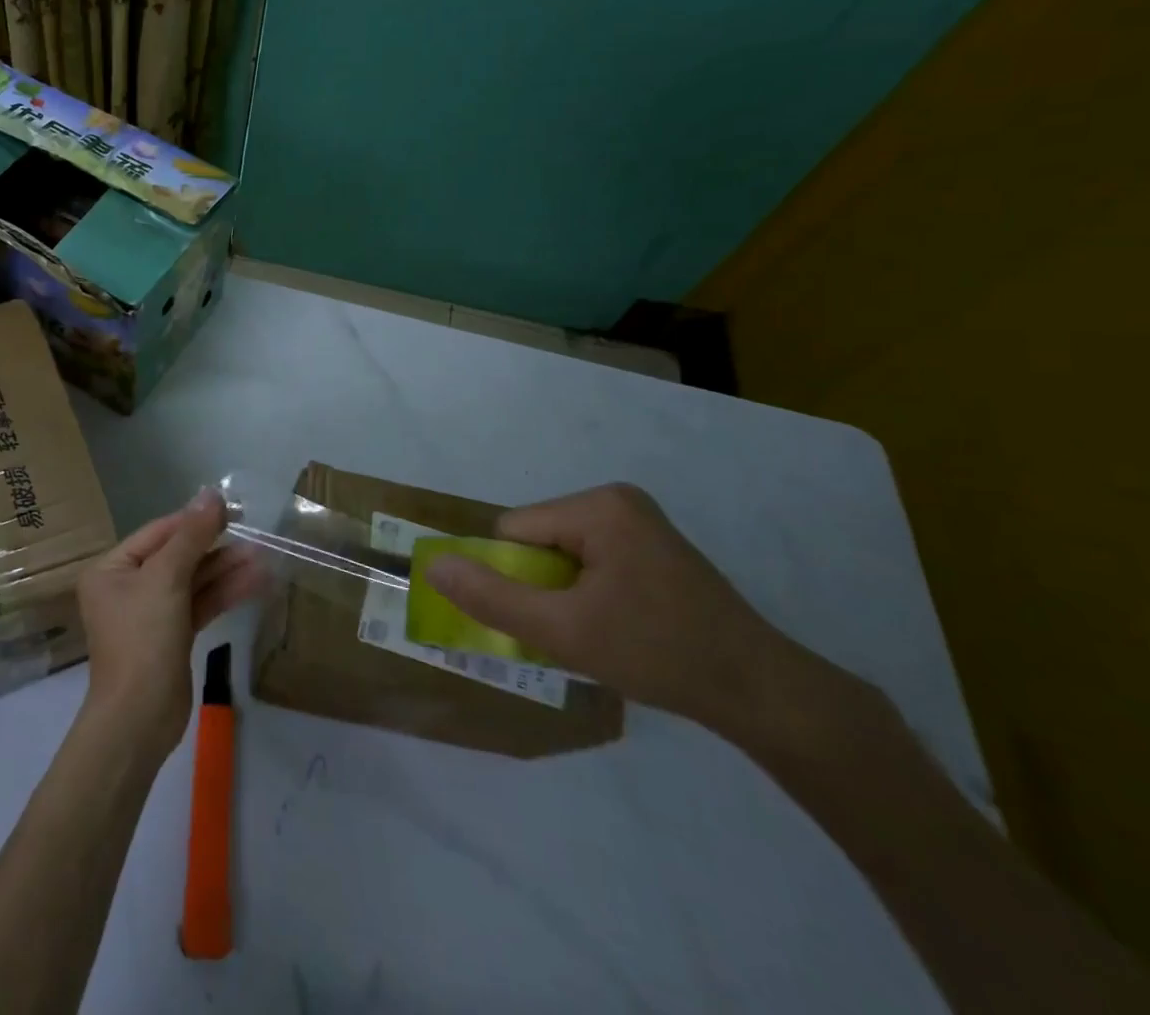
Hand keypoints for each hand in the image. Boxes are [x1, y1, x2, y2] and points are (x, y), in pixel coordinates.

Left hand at [76, 488, 264, 762]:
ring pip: (193, 581)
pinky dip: (224, 593)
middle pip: (177, 556)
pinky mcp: (172, 636)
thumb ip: (191, 535)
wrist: (139, 720)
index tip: (231, 509)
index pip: (158, 533)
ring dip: (226, 570)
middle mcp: (128, 587)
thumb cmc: (143, 639)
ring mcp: (151, 613)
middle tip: (254, 534)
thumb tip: (211, 494)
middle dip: (215, 547)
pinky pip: (200, 604)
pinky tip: (255, 582)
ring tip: (263, 557)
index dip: (194, 520)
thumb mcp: (165, 579)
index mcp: (112, 569)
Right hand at [422, 482, 803, 732]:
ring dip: (564, 594)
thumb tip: (431, 565)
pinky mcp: (654, 546)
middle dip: (542, 587)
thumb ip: (492, 597)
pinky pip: (592, 560)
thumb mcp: (564, 632)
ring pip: (562, 553)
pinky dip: (589, 593)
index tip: (549, 620)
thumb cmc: (659, 653)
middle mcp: (616, 500)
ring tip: (602, 634)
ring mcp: (639, 521)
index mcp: (597, 506)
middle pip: (538, 539)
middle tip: (576, 632)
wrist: (765, 695)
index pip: (515, 531)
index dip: (516, 578)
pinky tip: (620, 627)